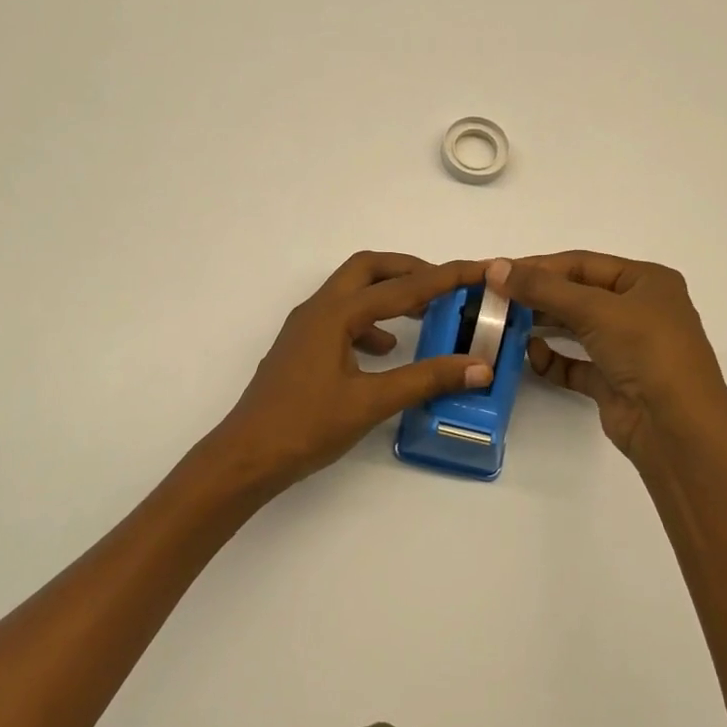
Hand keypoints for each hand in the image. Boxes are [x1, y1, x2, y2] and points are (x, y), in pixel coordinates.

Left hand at [202, 252, 492, 496]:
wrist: (246, 457)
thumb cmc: (305, 426)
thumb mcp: (371, 402)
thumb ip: (425, 380)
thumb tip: (478, 366)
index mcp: (335, 314)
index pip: (402, 287)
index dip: (445, 277)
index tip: (480, 268)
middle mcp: (319, 309)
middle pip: (369, 269)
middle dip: (410, 270)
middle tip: (446, 284)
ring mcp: (306, 328)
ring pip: (353, 292)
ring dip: (389, 294)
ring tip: (425, 315)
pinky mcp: (303, 347)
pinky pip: (343, 318)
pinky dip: (372, 323)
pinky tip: (386, 350)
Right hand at [488, 251, 726, 465]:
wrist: (677, 428)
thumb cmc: (646, 350)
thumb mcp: (595, 309)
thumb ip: (542, 288)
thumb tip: (495, 267)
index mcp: (647, 281)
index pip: (583, 264)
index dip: (539, 265)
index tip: (498, 271)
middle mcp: (640, 310)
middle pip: (578, 294)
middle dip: (538, 296)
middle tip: (495, 299)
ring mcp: (628, 348)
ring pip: (576, 328)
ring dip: (542, 326)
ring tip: (504, 324)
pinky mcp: (615, 382)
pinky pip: (576, 364)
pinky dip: (553, 359)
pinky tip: (531, 356)